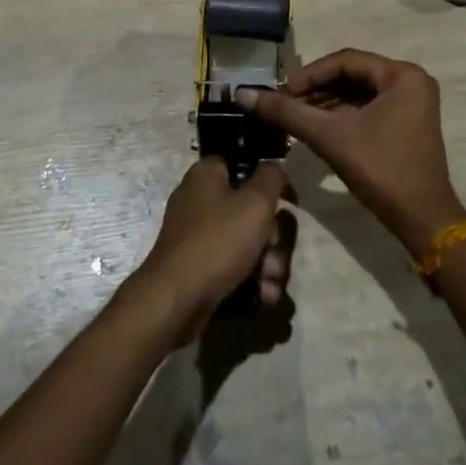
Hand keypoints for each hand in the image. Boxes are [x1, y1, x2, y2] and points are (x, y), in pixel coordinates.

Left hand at [131, 158, 292, 344]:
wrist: (176, 300)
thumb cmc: (218, 241)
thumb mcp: (255, 202)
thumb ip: (272, 177)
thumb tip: (274, 167)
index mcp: (207, 175)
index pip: (244, 164)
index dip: (270, 181)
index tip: (289, 200)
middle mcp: (200, 200)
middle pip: (252, 210)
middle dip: (274, 236)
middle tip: (274, 251)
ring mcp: (199, 236)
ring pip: (249, 242)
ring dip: (269, 262)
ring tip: (269, 280)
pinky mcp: (201, 267)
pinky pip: (236, 266)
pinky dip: (253, 280)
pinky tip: (262, 295)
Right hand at [239, 49, 464, 255]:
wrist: (422, 221)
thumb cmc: (381, 171)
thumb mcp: (330, 137)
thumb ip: (287, 113)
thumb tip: (243, 94)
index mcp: (402, 75)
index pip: (345, 60)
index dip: (309, 74)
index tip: (281, 91)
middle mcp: (410, 82)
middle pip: (351, 75)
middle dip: (316, 89)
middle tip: (284, 104)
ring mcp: (411, 104)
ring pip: (357, 93)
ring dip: (325, 102)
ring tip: (294, 116)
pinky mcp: (405, 123)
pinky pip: (367, 108)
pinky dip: (341, 115)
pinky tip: (315, 127)